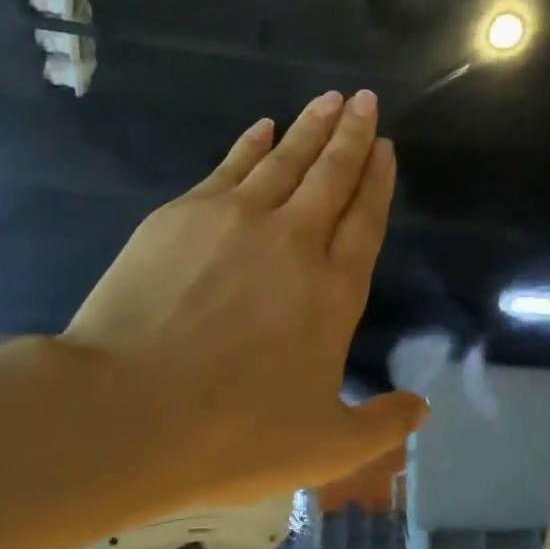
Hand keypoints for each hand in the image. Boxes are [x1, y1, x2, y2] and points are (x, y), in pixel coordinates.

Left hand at [64, 89, 426, 507]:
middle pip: (331, 176)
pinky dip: (251, 143)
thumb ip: (381, 427)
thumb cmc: (232, 435)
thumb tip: (424, 410)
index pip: (366, 220)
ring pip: (284, 160)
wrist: (125, 412)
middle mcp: (293, 242)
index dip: (379, 180)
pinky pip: (229, 166)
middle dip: (352, 134)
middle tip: (365, 99)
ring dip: (310, 127)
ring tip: (329, 98)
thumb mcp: (324, 449)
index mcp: (334, 291)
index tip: (386, 146)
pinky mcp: (181, 215)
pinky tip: (262, 128)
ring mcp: (235, 220)